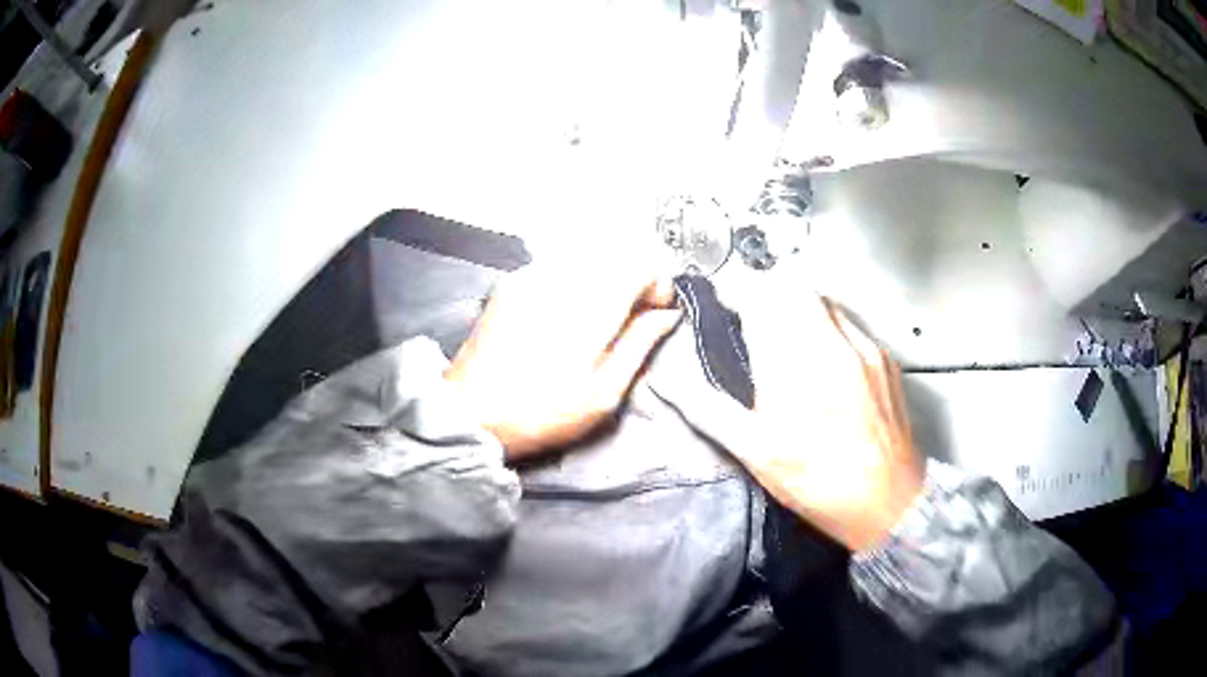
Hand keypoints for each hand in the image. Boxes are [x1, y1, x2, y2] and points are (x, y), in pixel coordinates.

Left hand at [446, 262, 680, 460]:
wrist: (470, 413)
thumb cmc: (541, 412)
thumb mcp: (604, 392)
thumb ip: (640, 344)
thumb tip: (668, 315)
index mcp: (590, 304)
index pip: (642, 264)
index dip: (657, 287)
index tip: (655, 315)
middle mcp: (562, 277)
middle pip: (616, 254)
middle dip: (632, 281)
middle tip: (630, 320)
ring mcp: (532, 276)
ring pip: (587, 257)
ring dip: (604, 280)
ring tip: (597, 321)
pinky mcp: (512, 283)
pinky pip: (558, 265)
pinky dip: (576, 280)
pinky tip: (566, 316)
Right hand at [667, 272, 923, 552]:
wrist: (888, 502)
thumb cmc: (817, 482)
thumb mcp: (755, 452)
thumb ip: (707, 409)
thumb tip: (664, 381)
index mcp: (794, 364)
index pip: (759, 296)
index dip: (734, 289)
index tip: (721, 300)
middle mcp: (832, 342)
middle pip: (793, 284)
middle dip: (764, 289)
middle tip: (749, 315)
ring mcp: (864, 346)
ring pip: (823, 298)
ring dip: (796, 303)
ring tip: (783, 335)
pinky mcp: (885, 357)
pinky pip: (848, 321)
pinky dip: (825, 323)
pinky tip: (822, 358)